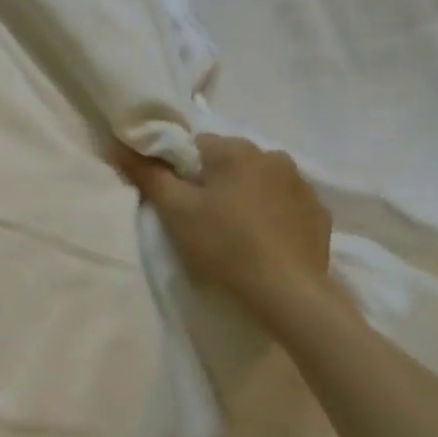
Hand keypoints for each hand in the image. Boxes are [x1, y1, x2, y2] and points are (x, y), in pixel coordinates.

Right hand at [114, 134, 333, 322]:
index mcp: (236, 150)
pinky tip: (259, 241)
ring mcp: (301, 184)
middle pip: (227, 162)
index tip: (175, 200)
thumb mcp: (175, 211)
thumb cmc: (223, 245)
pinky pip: (282, 202)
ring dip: (241, 196)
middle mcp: (273, 156)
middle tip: (198, 218)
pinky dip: (268, 214)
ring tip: (230, 231)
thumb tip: (120, 145)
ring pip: (256, 181)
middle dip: (211, 182)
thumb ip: (148, 174)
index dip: (178, 171)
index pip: (195, 145)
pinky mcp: (318, 212)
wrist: (287, 291)